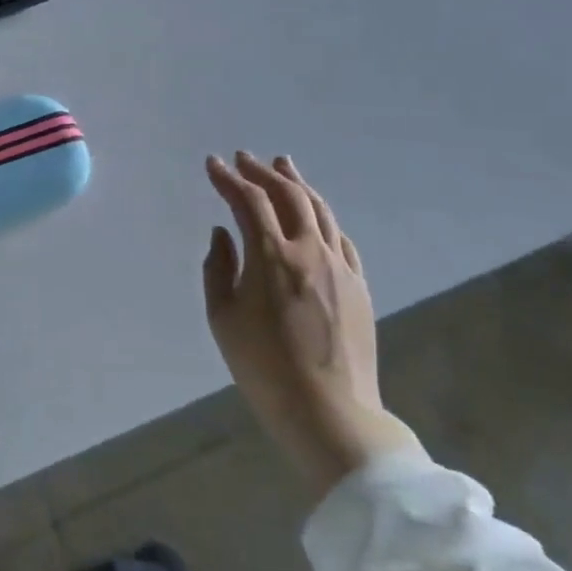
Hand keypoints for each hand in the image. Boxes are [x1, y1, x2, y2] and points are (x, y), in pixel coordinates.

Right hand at [203, 152, 418, 493]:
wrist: (329, 412)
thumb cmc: (263, 367)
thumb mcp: (222, 318)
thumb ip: (218, 268)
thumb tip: (223, 233)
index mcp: (271, 256)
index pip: (248, 201)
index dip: (228, 178)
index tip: (212, 164)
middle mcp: (309, 250)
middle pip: (288, 195)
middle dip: (263, 172)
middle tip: (245, 158)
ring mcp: (340, 267)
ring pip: (320, 210)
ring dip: (297, 184)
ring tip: (283, 165)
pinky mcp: (359, 286)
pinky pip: (341, 238)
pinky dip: (322, 217)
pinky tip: (315, 214)